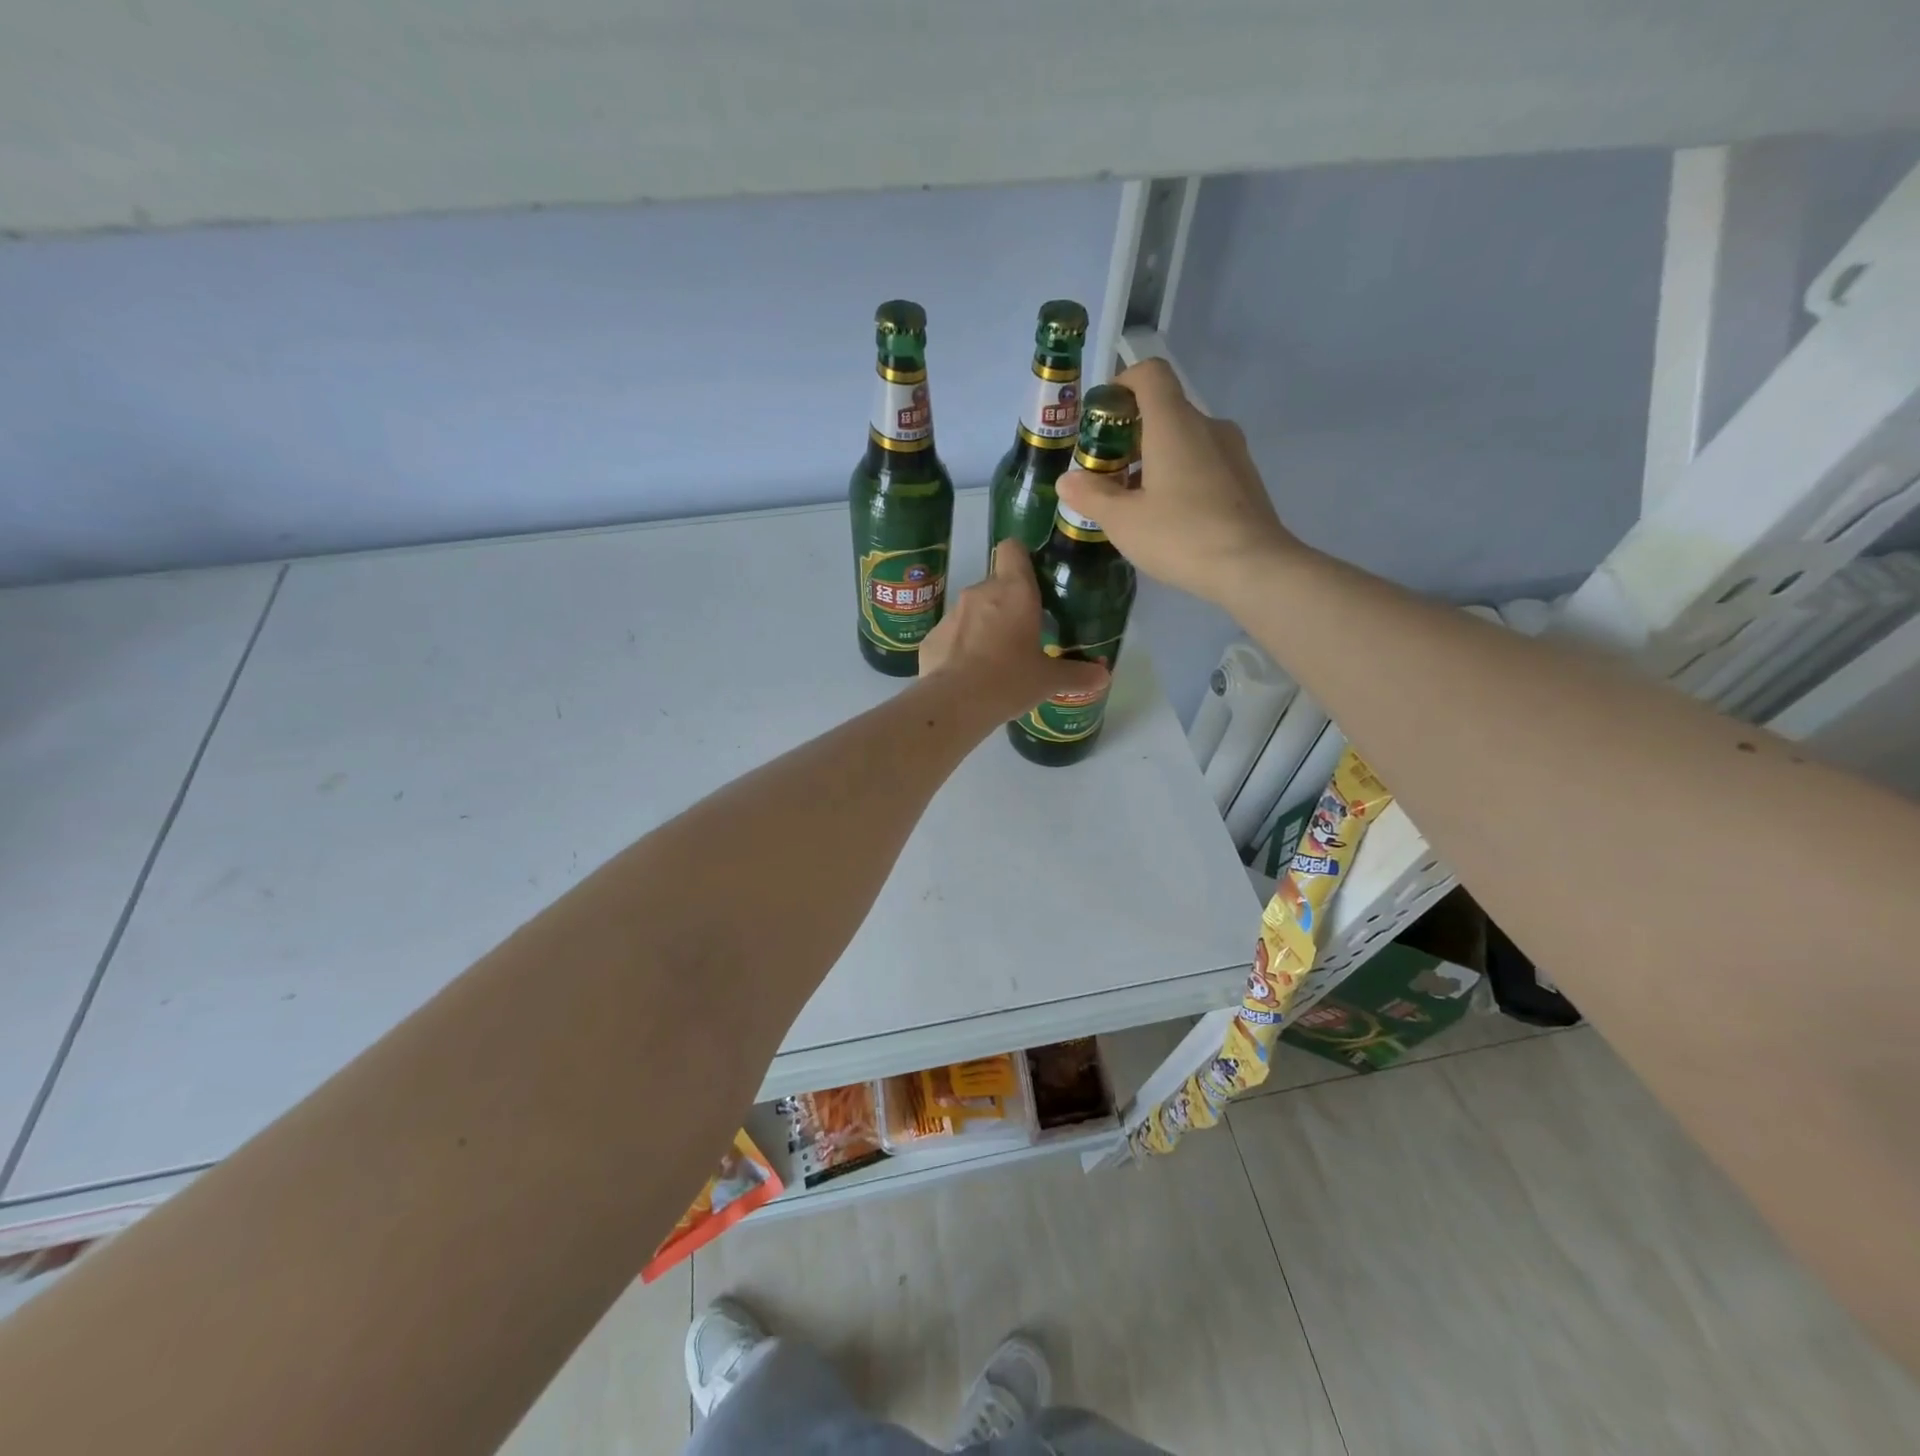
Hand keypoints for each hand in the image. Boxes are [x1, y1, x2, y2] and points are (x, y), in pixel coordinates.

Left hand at [919, 539, 1109, 719]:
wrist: (955, 704)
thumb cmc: (1010, 680)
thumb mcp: (1049, 680)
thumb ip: (1077, 674)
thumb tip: (1104, 677)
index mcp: (1014, 591)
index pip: (1013, 548)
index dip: (1022, 558)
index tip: (1032, 580)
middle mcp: (980, 592)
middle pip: (996, 585)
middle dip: (1007, 604)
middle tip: (1022, 635)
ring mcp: (952, 613)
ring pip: (972, 610)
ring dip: (983, 626)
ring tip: (994, 659)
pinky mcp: (931, 637)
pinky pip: (951, 635)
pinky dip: (959, 648)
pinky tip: (968, 675)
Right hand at [1057, 358, 1302, 606]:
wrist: (1252, 567)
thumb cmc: (1180, 535)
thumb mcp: (1122, 520)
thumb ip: (1091, 495)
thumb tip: (1067, 480)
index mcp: (1174, 423)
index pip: (1150, 374)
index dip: (1122, 384)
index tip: (1102, 417)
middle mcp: (1207, 426)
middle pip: (1164, 411)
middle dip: (1130, 436)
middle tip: (1107, 475)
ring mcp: (1232, 452)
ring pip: (1184, 441)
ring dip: (1154, 460)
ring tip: (1134, 504)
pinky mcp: (1244, 479)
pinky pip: (1203, 463)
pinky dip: (1179, 477)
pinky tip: (1168, 518)